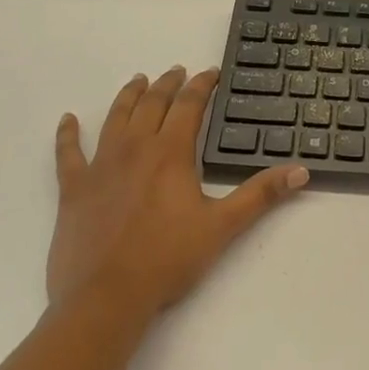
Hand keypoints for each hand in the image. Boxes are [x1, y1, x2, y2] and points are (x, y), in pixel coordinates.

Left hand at [50, 68, 307, 320]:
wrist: (106, 297)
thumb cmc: (168, 259)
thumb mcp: (223, 226)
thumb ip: (261, 194)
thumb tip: (301, 170)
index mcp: (170, 153)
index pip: (189, 106)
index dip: (202, 85)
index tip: (211, 73)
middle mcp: (134, 148)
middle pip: (152, 103)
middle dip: (167, 84)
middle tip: (177, 72)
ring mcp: (100, 166)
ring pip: (115, 117)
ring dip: (128, 96)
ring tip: (138, 80)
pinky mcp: (73, 188)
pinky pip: (68, 153)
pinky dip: (67, 134)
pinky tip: (68, 120)